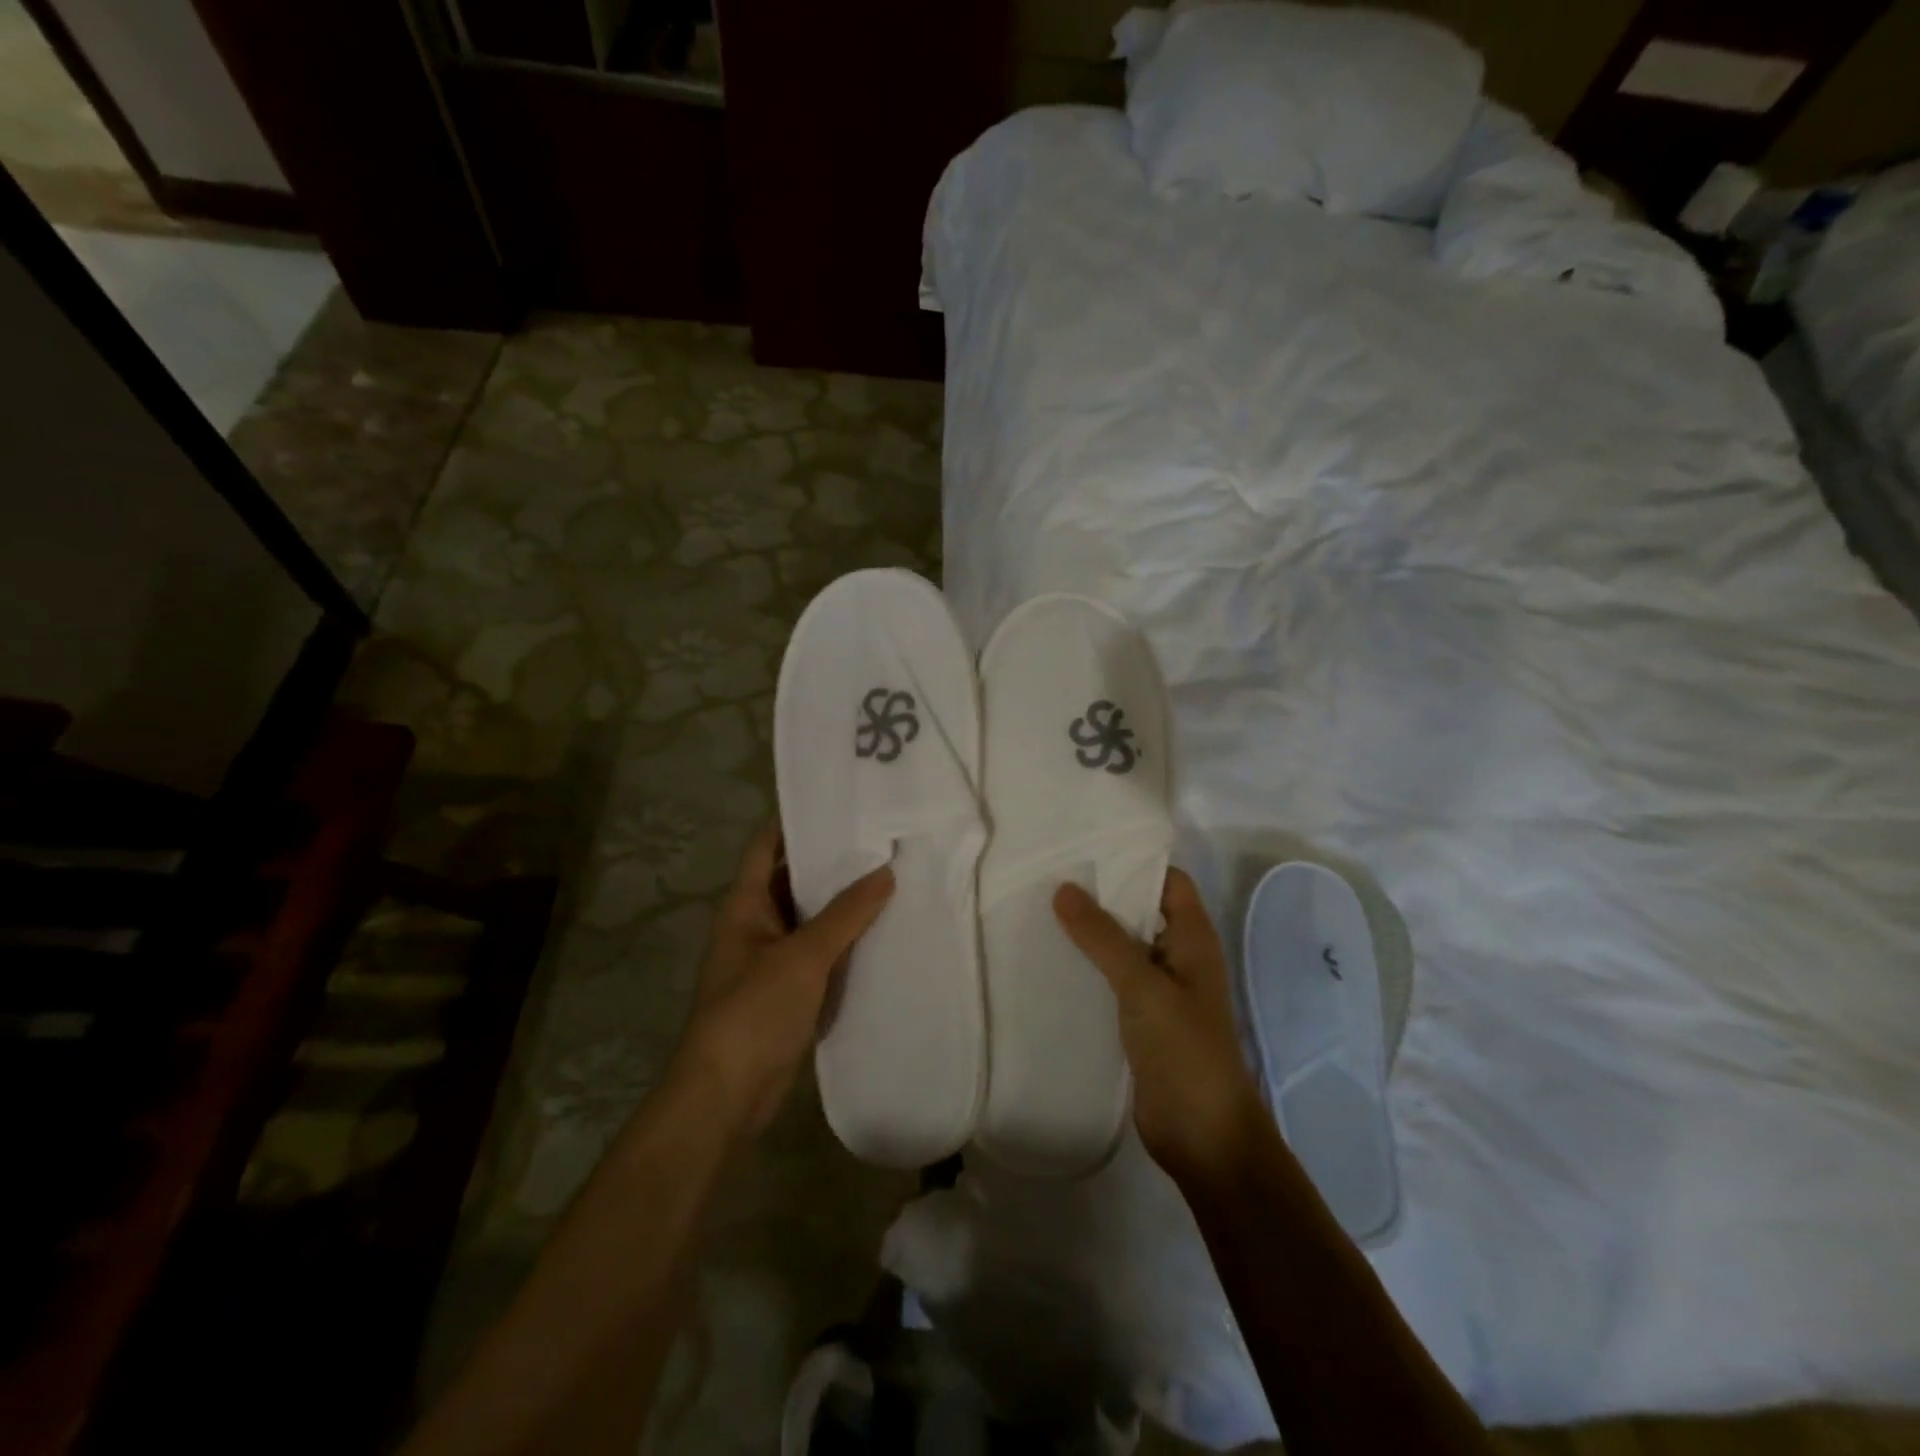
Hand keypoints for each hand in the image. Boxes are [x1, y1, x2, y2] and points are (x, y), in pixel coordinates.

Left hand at [672, 824, 894, 1138]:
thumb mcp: (802, 956)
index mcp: (746, 905)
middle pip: (795, 880)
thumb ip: (845, 914)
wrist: (728, 1096)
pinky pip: (822, 955)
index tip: (839, 802)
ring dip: (844, 904)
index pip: (768, 846)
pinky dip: (847, 943)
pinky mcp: (790, 992)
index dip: (796, 821)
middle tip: (882, 838)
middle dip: (832, 862)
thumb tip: (885, 872)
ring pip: (812, 919)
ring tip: (892, 876)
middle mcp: (758, 925)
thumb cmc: (753, 1011)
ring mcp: (774, 960)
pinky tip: (884, 932)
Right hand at [1054, 868, 1268, 1188]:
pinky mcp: (1142, 1019)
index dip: (1135, 861)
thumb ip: (1102, 936)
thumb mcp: (1142, 985)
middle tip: (1052, 874)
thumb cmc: (1184, 1049)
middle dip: (1104, 894)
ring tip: (1042, 911)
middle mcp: (1179, 957)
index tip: (1088, 847)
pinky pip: (1113, 980)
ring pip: (1124, 946)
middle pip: (1142, 910)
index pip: (1168, 880)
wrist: (1202, 1135)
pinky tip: (1053, 961)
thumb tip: (1064, 888)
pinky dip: (1089, 967)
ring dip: (1092, 932)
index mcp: (1194, 939)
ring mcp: (1161, 990)